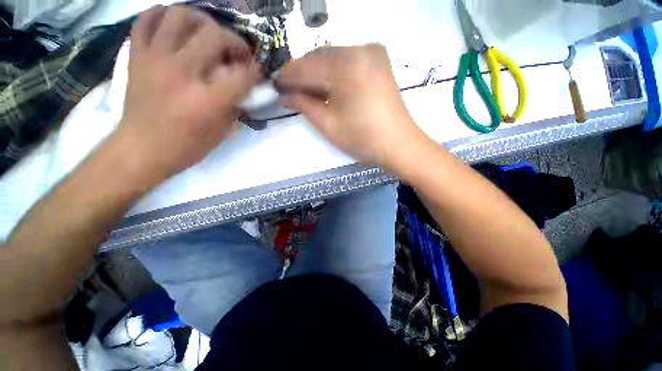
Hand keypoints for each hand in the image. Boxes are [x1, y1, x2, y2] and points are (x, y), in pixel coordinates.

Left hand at [119, 5, 259, 180]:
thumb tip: (244, 89)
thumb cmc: (187, 146)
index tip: (256, 71)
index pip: (242, 74)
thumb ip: (235, 107)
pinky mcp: (137, 57)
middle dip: (233, 40)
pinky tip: (173, 25)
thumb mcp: (222, 132)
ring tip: (205, 32)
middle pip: (215, 34)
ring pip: (179, 16)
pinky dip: (161, 16)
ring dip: (199, 20)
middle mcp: (183, 72)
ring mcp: (156, 60)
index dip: (255, 70)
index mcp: (208, 100)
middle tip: (235, 50)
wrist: (142, 149)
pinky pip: (145, 21)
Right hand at [277, 45, 427, 170]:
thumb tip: (284, 95)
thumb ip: (304, 105)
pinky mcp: (378, 62)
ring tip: (304, 89)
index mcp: (346, 65)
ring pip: (333, 58)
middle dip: (302, 73)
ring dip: (317, 73)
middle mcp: (360, 49)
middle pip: (320, 57)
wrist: (399, 145)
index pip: (307, 67)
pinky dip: (333, 73)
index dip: (288, 76)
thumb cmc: (363, 139)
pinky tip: (325, 86)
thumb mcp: (328, 125)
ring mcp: (372, 53)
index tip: (275, 84)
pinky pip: (347, 62)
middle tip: (288, 88)